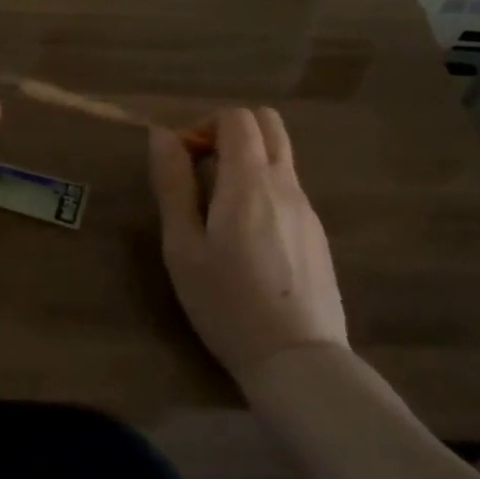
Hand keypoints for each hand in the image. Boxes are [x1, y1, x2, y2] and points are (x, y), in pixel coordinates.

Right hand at [149, 108, 347, 385]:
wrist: (297, 360)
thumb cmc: (227, 304)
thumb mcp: (183, 247)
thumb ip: (173, 185)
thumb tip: (163, 135)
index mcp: (249, 181)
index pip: (236, 117)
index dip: (204, 125)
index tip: (183, 160)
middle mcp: (284, 183)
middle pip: (267, 123)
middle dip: (230, 131)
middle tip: (202, 169)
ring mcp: (306, 208)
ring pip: (280, 155)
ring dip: (248, 159)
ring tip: (220, 206)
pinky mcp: (317, 233)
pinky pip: (289, 187)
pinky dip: (264, 187)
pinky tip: (248, 237)